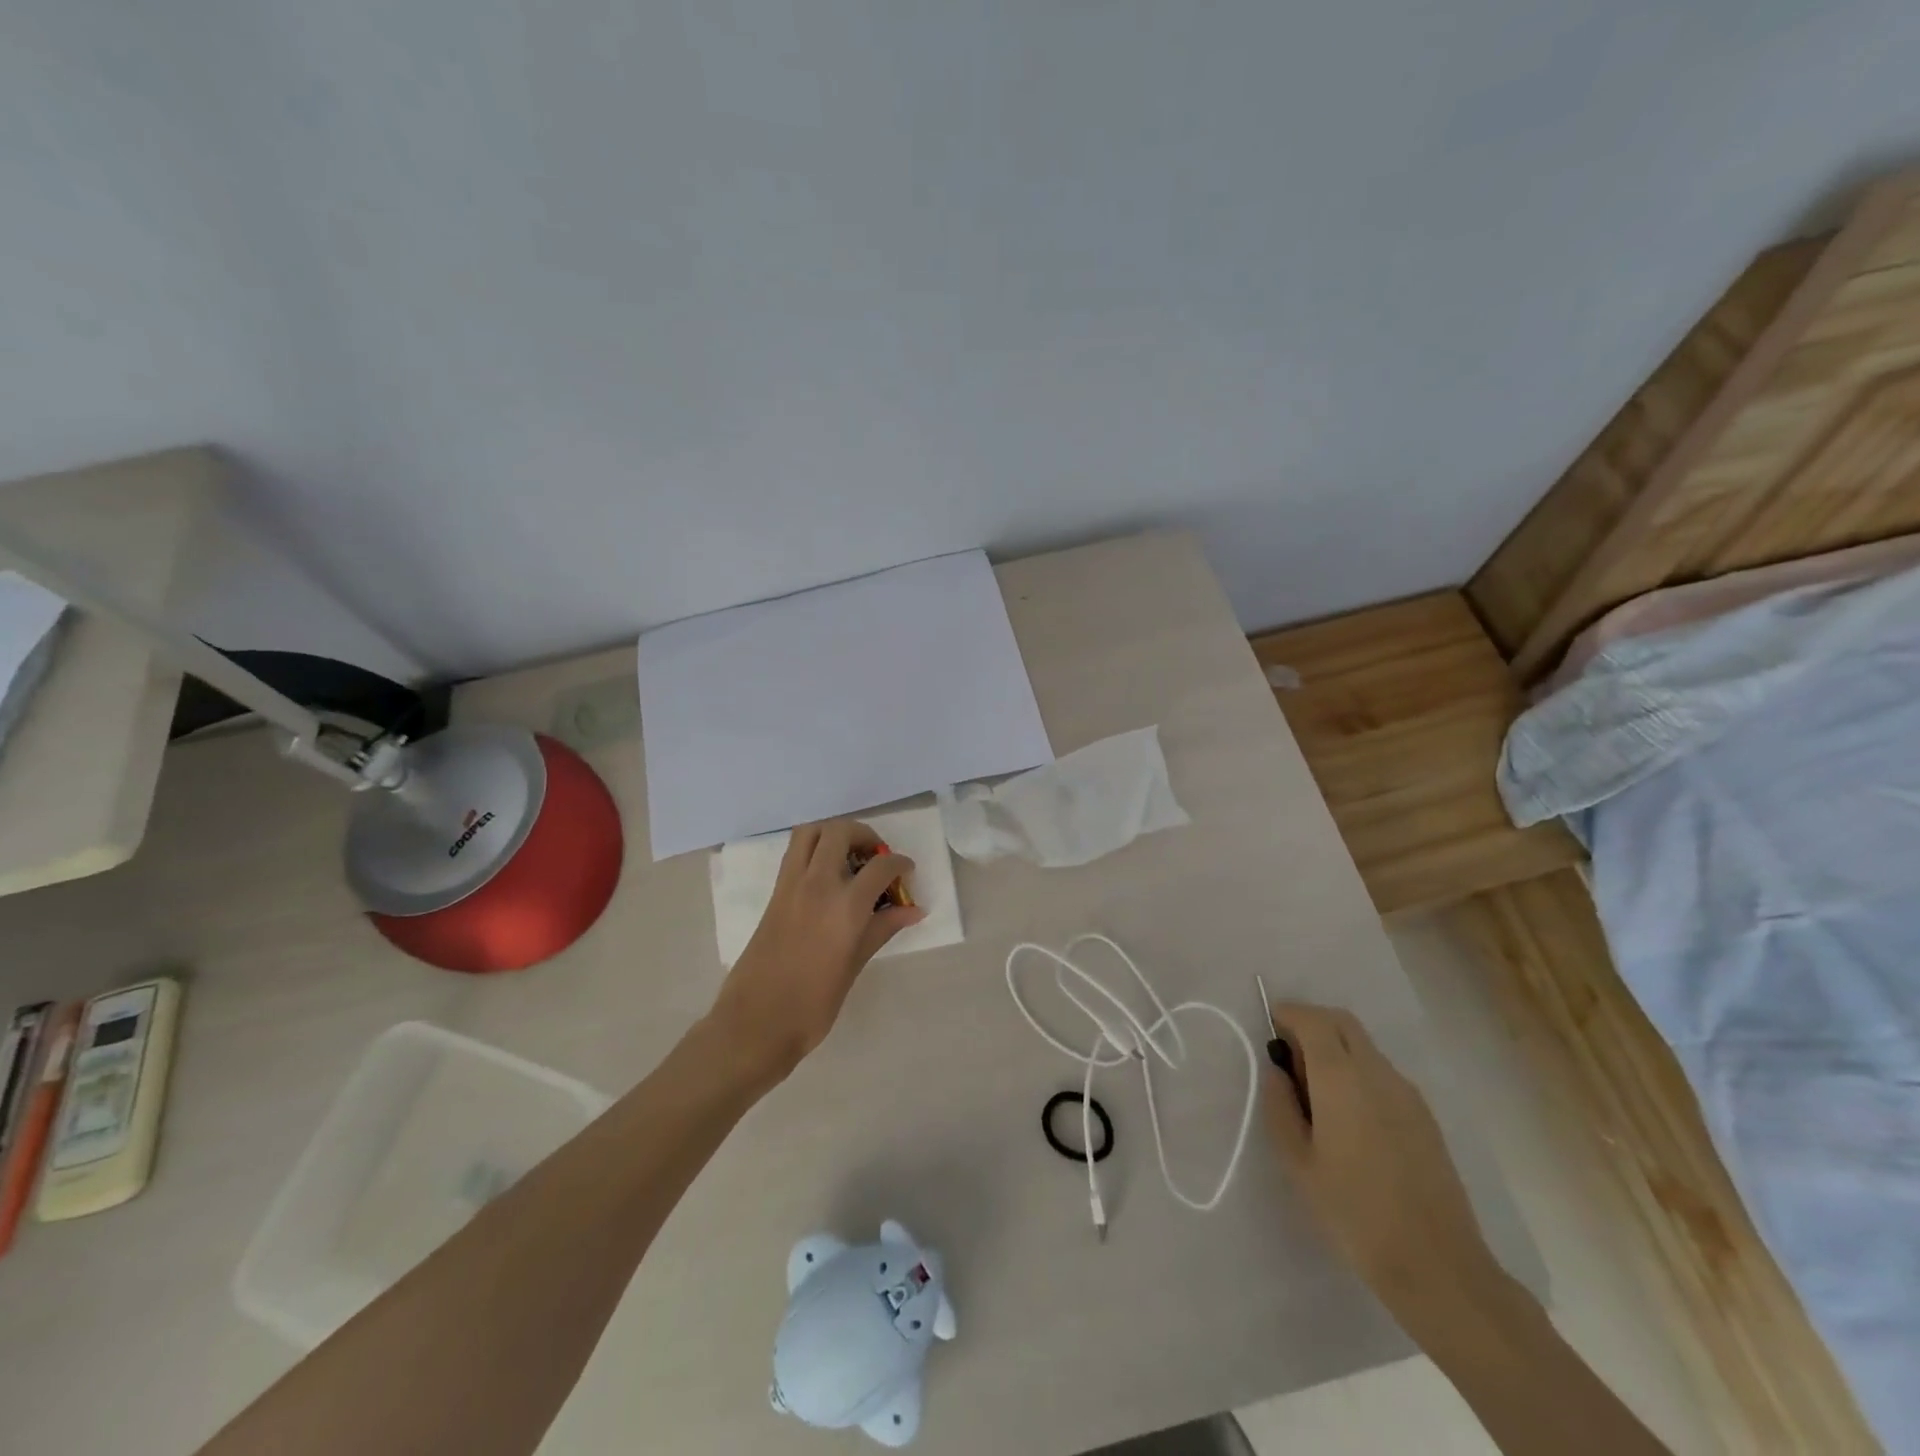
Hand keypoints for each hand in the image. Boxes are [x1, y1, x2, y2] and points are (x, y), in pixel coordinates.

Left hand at [707, 819, 924, 1079]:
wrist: (757, 1021)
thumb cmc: (814, 1003)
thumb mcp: (855, 964)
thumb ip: (883, 928)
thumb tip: (913, 910)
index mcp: (845, 906)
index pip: (881, 866)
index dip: (900, 864)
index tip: (906, 873)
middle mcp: (818, 884)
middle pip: (841, 832)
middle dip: (865, 836)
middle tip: (876, 857)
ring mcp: (791, 885)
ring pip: (811, 832)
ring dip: (834, 834)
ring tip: (849, 856)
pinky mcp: (774, 893)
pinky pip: (795, 852)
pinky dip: (815, 848)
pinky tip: (827, 875)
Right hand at [1263, 1002, 1505, 1329]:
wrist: (1437, 1264)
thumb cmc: (1354, 1212)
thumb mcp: (1298, 1162)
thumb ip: (1280, 1107)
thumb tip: (1276, 1072)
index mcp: (1340, 1078)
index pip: (1312, 1020)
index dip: (1287, 1014)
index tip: (1270, 1028)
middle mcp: (1376, 1073)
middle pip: (1342, 1023)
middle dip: (1312, 1023)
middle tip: (1289, 1054)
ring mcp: (1407, 1093)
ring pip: (1364, 1047)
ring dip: (1336, 1048)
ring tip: (1317, 1092)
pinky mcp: (1424, 1116)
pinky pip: (1382, 1073)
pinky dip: (1358, 1072)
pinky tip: (1350, 1117)